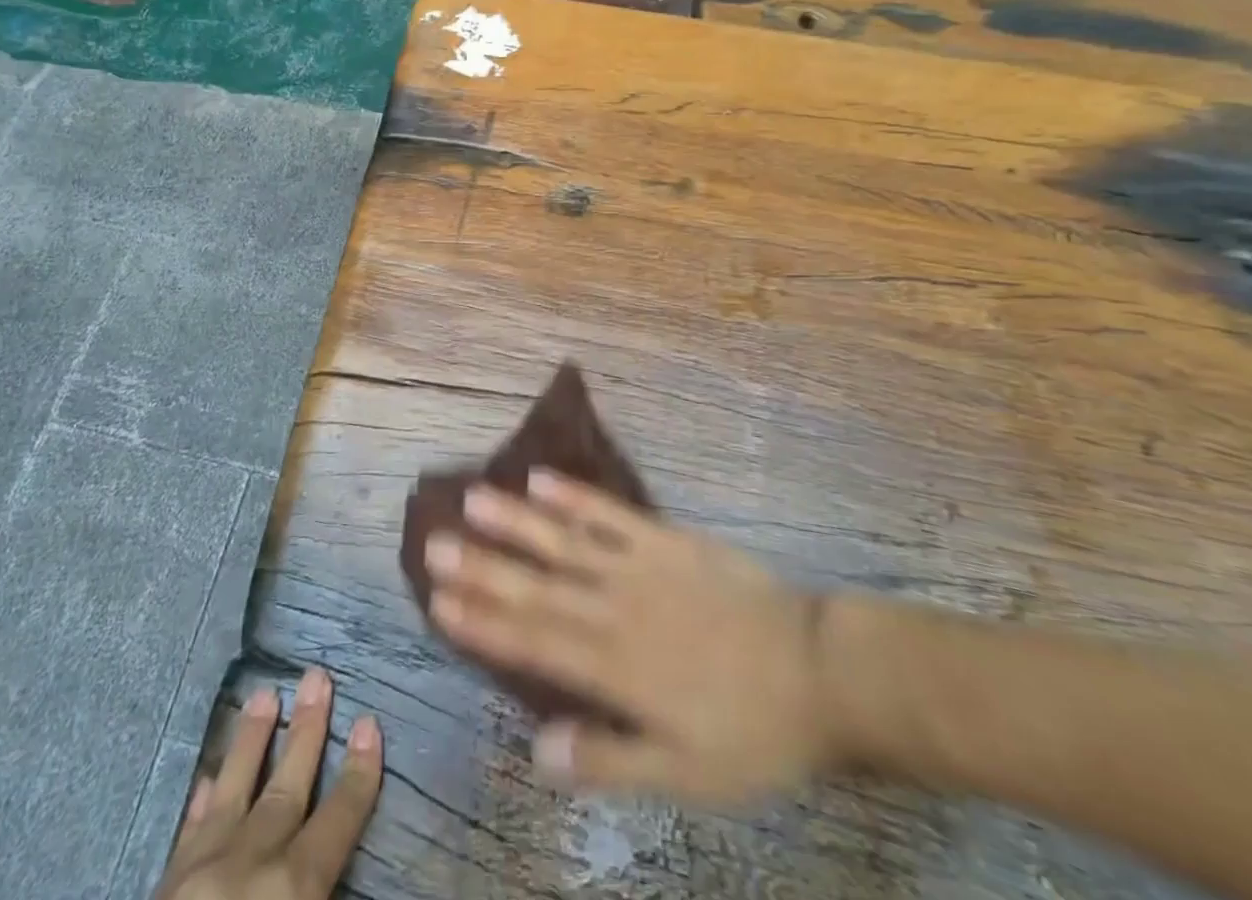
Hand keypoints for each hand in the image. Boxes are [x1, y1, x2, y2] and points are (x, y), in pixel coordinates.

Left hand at [154, 668, 382, 899]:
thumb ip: (322, 895)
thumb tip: (342, 869)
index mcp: (291, 889)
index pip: (338, 819)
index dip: (359, 772)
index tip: (370, 722)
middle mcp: (250, 864)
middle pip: (286, 787)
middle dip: (307, 731)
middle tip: (317, 676)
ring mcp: (201, 871)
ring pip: (233, 791)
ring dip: (251, 742)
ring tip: (264, 695)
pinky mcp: (163, 886)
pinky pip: (188, 831)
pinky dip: (202, 801)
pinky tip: (208, 777)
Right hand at [424, 469, 835, 807]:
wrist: (818, 670)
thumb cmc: (750, 729)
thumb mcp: (685, 774)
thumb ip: (608, 759)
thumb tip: (536, 749)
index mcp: (614, 665)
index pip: (532, 640)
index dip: (481, 620)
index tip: (438, 600)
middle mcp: (613, 607)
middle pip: (536, 585)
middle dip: (481, 566)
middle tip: (433, 543)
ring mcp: (638, 565)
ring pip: (564, 540)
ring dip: (516, 521)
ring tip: (472, 499)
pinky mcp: (664, 538)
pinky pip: (610, 513)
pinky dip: (574, 495)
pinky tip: (540, 477)